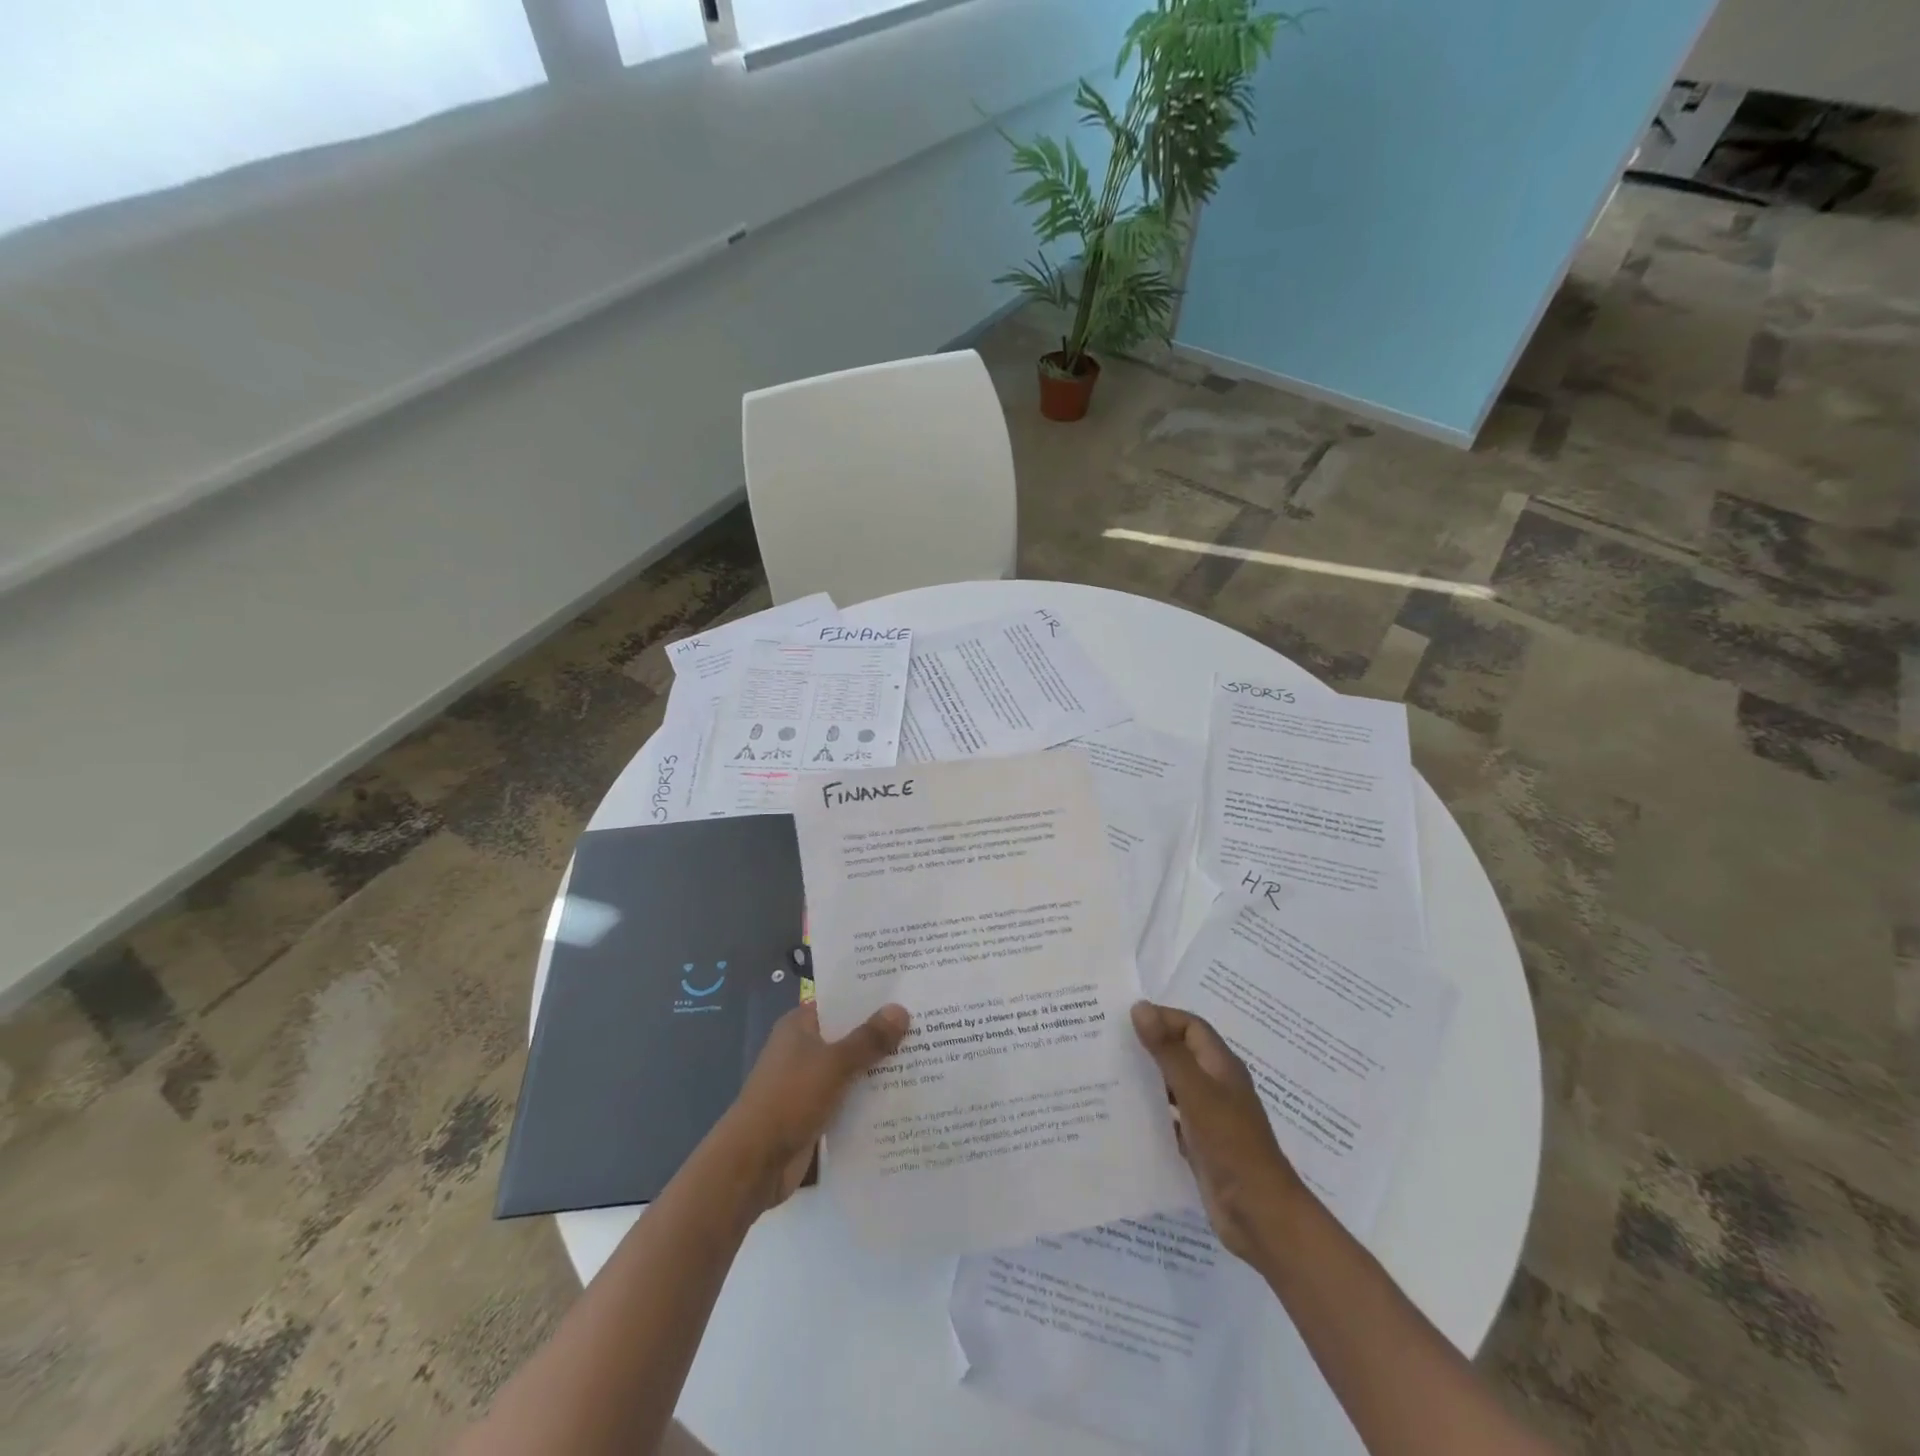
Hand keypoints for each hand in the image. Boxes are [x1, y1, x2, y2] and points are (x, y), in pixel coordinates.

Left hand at [719, 1001, 909, 1211]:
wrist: (753, 1163)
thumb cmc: (790, 1099)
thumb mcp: (834, 1064)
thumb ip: (869, 1039)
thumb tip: (901, 1009)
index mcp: (800, 1025)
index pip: (841, 1000)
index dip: (872, 996)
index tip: (908, 990)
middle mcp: (804, 1048)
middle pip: (850, 1034)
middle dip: (883, 1033)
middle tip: (929, 1023)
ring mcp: (809, 1082)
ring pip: (852, 1067)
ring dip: (880, 1067)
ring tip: (927, 1056)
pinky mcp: (816, 1112)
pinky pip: (850, 1097)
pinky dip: (870, 1096)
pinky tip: (905, 1095)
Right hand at [1131, 1000, 1304, 1263]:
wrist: (1260, 1215)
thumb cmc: (1231, 1145)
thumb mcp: (1196, 1093)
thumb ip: (1168, 1051)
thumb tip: (1140, 1007)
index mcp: (1221, 1066)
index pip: (1189, 1026)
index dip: (1161, 1018)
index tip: (1123, 1021)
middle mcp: (1215, 1086)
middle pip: (1179, 1053)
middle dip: (1148, 1046)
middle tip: (1107, 1044)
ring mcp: (1208, 1117)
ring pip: (1172, 1086)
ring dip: (1146, 1079)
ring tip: (1107, 1076)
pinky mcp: (1199, 1144)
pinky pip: (1170, 1118)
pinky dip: (1150, 1112)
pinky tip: (1123, 1116)